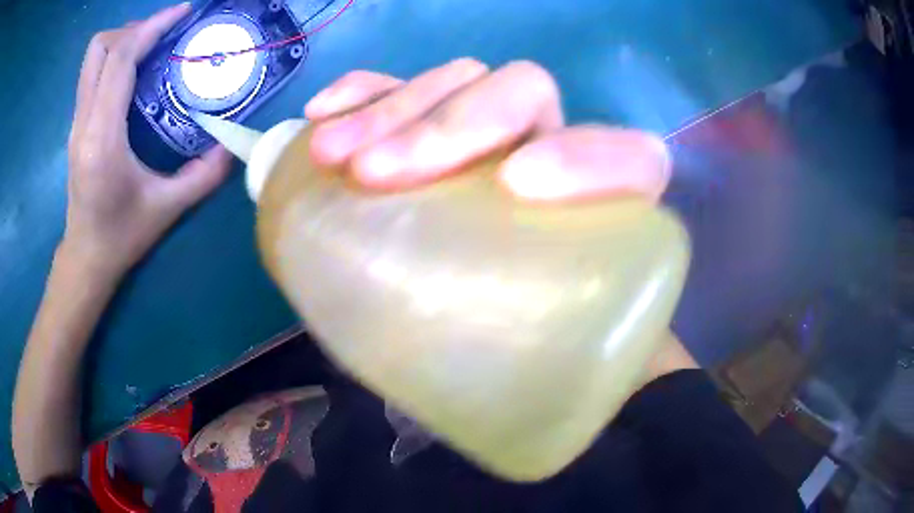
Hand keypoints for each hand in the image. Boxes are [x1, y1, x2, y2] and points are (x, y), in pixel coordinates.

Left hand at [65, 3, 231, 278]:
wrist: (85, 259)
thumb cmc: (121, 237)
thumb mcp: (167, 208)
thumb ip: (203, 175)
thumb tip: (232, 143)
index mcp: (102, 137)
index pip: (120, 59)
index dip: (151, 27)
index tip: (181, 14)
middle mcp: (83, 122)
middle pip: (98, 49)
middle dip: (132, 29)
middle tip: (162, 35)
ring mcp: (76, 124)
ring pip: (91, 59)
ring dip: (121, 42)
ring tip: (149, 48)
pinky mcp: (76, 127)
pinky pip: (92, 75)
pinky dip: (114, 60)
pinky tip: (134, 73)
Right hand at [305, 58, 696, 379]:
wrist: (505, 338)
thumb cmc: (536, 362)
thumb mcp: (553, 376)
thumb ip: (558, 379)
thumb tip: (525, 426)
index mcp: (605, 212)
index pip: (632, 160)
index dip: (591, 157)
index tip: (519, 187)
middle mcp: (552, 155)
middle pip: (524, 95)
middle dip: (450, 123)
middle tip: (375, 175)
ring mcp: (488, 132)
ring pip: (461, 80)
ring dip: (392, 107)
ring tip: (330, 154)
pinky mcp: (431, 128)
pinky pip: (403, 86)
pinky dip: (364, 92)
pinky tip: (323, 114)